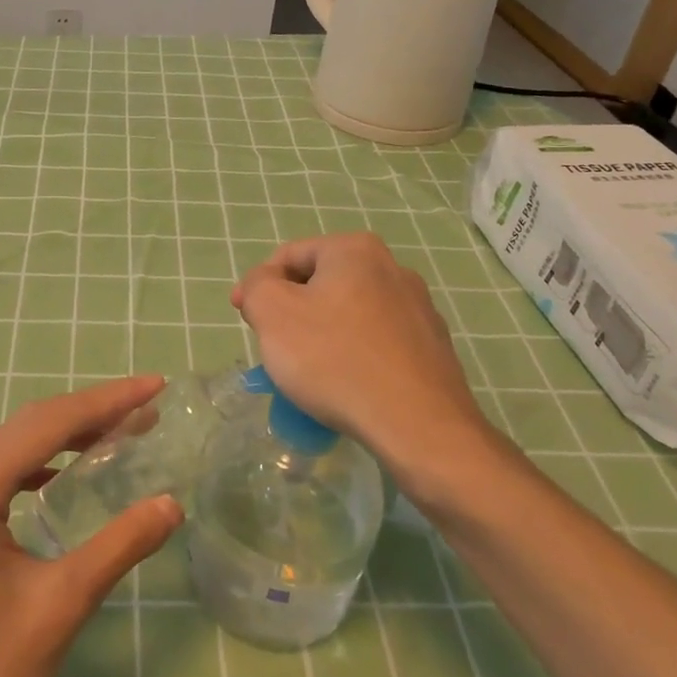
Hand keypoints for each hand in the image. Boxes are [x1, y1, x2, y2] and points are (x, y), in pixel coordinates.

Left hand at [0, 375, 182, 676]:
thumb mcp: (61, 605)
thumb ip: (119, 545)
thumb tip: (171, 503)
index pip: (49, 424)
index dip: (106, 401)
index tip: (154, 385)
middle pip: (30, 428)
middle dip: (91, 412)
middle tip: (146, 406)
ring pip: (16, 451)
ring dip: (67, 437)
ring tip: (118, 434)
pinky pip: (3, 479)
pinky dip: (42, 466)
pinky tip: (65, 477)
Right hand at [232, 233, 495, 481]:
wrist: (418, 426)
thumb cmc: (335, 360)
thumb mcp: (273, 313)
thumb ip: (257, 285)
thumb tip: (265, 283)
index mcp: (355, 250)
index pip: (290, 256)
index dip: (259, 285)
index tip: (244, 319)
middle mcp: (393, 268)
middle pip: (321, 283)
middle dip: (292, 311)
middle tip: (274, 347)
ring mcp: (419, 308)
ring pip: (349, 314)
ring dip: (322, 335)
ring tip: (308, 373)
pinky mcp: (433, 347)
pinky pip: (376, 342)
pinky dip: (353, 356)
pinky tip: (346, 387)